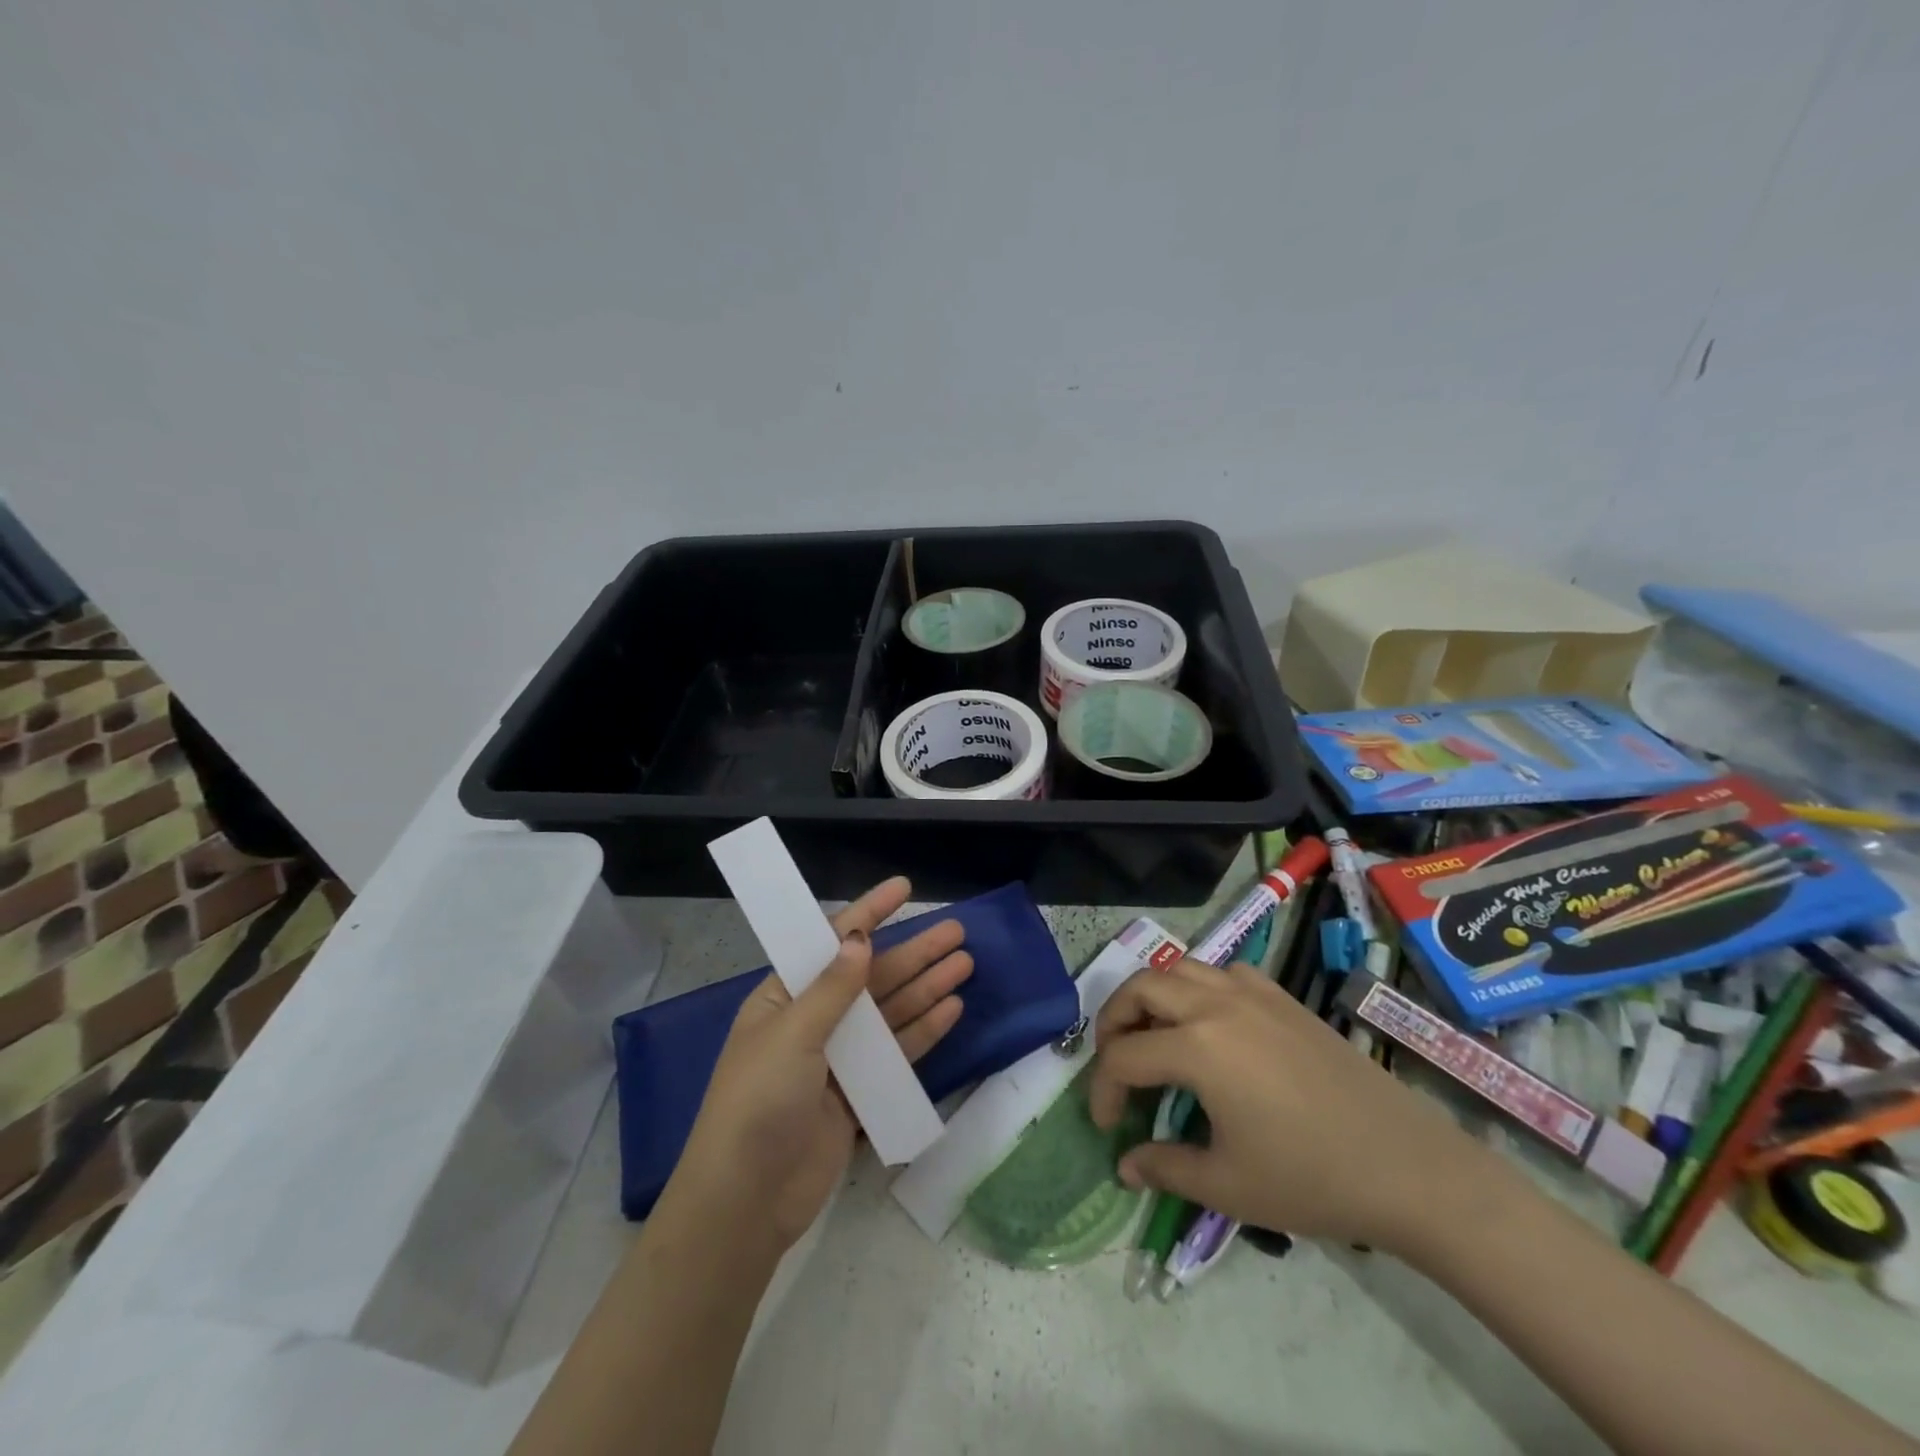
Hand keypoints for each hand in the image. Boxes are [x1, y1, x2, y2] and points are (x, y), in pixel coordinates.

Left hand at [667, 877, 970, 1254]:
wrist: (747, 1202)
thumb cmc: (758, 1102)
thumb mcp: (792, 1035)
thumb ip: (833, 988)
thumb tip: (860, 939)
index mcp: (784, 996)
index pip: (831, 942)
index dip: (869, 912)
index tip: (903, 888)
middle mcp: (813, 1020)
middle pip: (871, 976)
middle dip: (913, 952)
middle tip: (957, 932)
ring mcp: (838, 1057)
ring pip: (890, 1011)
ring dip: (925, 987)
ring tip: (964, 964)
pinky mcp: (858, 1093)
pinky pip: (896, 1052)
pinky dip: (923, 1030)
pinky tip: (951, 1010)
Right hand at [1089, 959, 1499, 1254]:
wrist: (1408, 1167)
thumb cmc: (1311, 1179)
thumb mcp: (1228, 1185)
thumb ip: (1164, 1167)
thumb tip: (1125, 1165)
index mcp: (1197, 1047)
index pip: (1123, 1057)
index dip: (1103, 1091)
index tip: (1108, 1126)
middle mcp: (1215, 1003)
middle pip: (1140, 987)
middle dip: (1113, 1021)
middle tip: (1115, 1064)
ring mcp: (1252, 992)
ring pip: (1179, 968)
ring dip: (1152, 996)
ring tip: (1153, 1036)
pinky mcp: (1281, 996)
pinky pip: (1222, 971)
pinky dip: (1198, 986)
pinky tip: (1210, 1024)